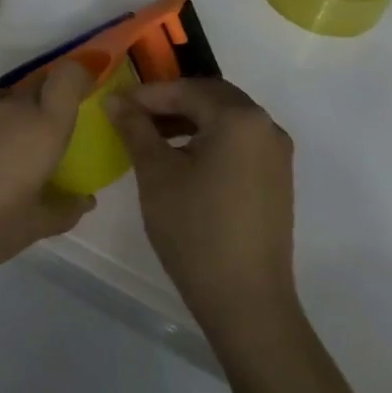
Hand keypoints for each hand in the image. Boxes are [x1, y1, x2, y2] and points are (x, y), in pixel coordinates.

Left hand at [0, 60, 95, 297]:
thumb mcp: (31, 229)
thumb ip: (65, 208)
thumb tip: (86, 198)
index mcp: (40, 129)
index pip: (69, 75)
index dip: (78, 76)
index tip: (77, 95)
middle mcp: (8, 104)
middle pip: (34, 89)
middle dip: (37, 111)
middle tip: (25, 150)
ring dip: (1, 120)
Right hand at [105, 78, 297, 334]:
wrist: (247, 303)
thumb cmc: (196, 230)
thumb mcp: (156, 174)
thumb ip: (135, 128)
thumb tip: (114, 99)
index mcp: (239, 118)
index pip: (186, 90)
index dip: (148, 95)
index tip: (116, 104)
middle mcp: (265, 126)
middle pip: (210, 98)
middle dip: (170, 103)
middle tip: (133, 116)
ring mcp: (276, 153)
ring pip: (225, 119)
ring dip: (189, 120)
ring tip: (152, 137)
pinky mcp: (277, 178)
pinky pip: (238, 142)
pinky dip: (209, 140)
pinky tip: (182, 159)